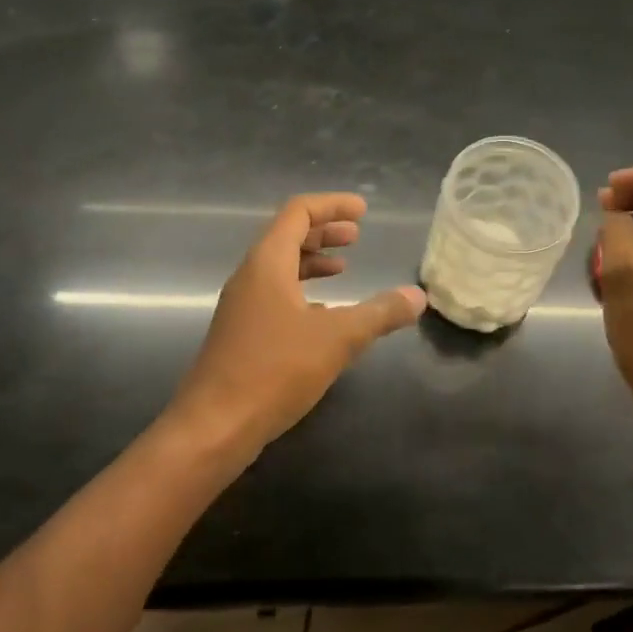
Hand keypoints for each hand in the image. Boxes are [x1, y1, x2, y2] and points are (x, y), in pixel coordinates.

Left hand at [173, 193, 425, 454]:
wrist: (214, 426)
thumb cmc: (274, 370)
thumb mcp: (338, 338)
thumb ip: (380, 313)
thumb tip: (417, 296)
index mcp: (267, 263)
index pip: (298, 213)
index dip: (332, 205)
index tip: (363, 211)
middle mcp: (250, 277)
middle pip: (286, 236)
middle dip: (323, 232)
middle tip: (356, 236)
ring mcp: (242, 307)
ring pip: (280, 268)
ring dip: (312, 261)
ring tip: (343, 269)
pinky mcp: (241, 334)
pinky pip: (275, 296)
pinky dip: (303, 292)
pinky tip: (324, 315)